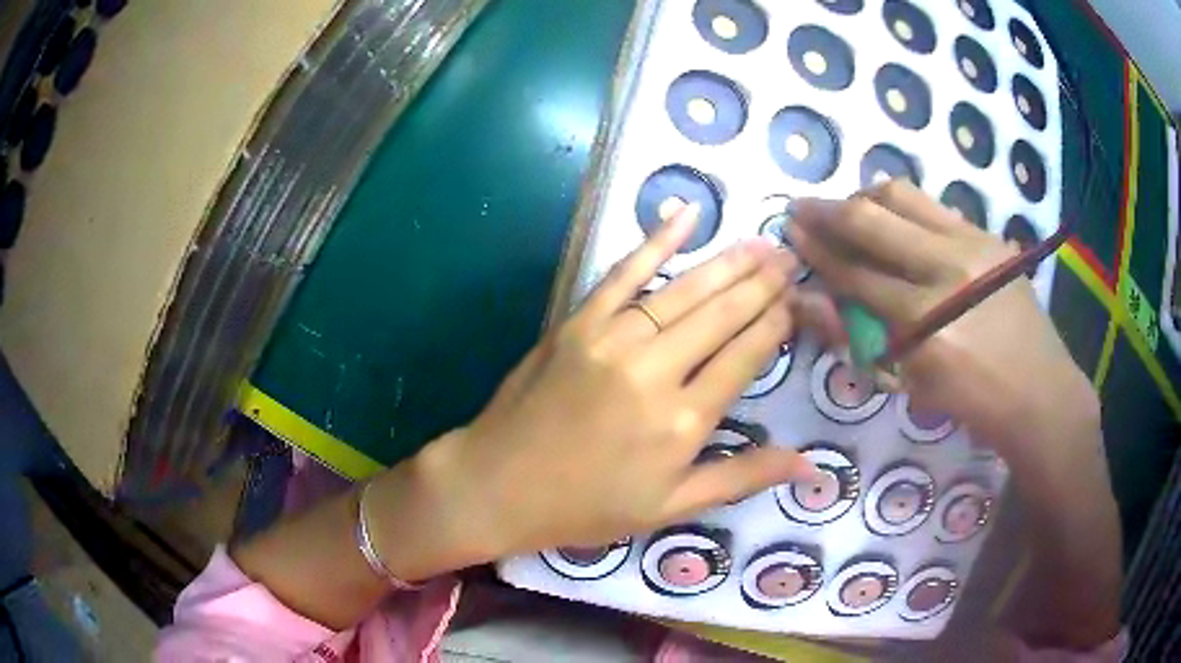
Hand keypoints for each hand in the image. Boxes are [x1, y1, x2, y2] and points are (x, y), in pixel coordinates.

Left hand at [395, 204, 813, 563]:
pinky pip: (623, 273)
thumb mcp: (670, 507)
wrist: (497, 486)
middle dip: (763, 282)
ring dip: (727, 263)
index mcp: (684, 420)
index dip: (777, 322)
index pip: (747, 355)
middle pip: (723, 314)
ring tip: (761, 242)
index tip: (799, 298)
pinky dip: (656, 240)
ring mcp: (612, 339)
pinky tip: (686, 214)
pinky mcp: (578, 322)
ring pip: (684, 290)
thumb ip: (742, 478)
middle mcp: (656, 370)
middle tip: (790, 257)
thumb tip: (810, 464)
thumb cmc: (587, 506)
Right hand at [791, 182, 1121, 650]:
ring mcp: (971, 244)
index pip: (855, 274)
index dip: (816, 251)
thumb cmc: (973, 401)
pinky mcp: (987, 235)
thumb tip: (807, 304)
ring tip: (848, 208)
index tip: (789, 233)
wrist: (1040, 390)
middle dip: (826, 210)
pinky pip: (933, 205)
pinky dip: (903, 206)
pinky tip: (895, 220)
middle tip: (801, 207)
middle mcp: (947, 270)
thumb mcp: (912, 383)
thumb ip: (859, 338)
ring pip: (902, 195)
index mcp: (925, 323)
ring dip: (864, 197)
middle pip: (872, 220)